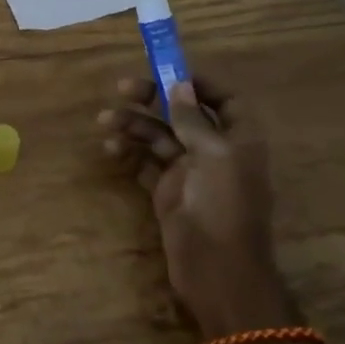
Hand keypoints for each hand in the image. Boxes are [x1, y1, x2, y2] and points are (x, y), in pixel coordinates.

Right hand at [99, 74, 284, 333]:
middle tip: (123, 88)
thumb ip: (194, 120)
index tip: (169, 71)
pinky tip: (111, 150)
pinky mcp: (168, 193)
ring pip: (159, 137)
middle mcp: (215, 152)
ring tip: (105, 120)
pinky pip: (145, 164)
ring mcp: (190, 173)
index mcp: (239, 140)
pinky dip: (128, 154)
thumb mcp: (214, 156)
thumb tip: (180, 84)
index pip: (226, 101)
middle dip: (154, 98)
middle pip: (184, 114)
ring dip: (134, 125)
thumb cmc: (223, 207)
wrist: (217, 272)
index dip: (201, 84)